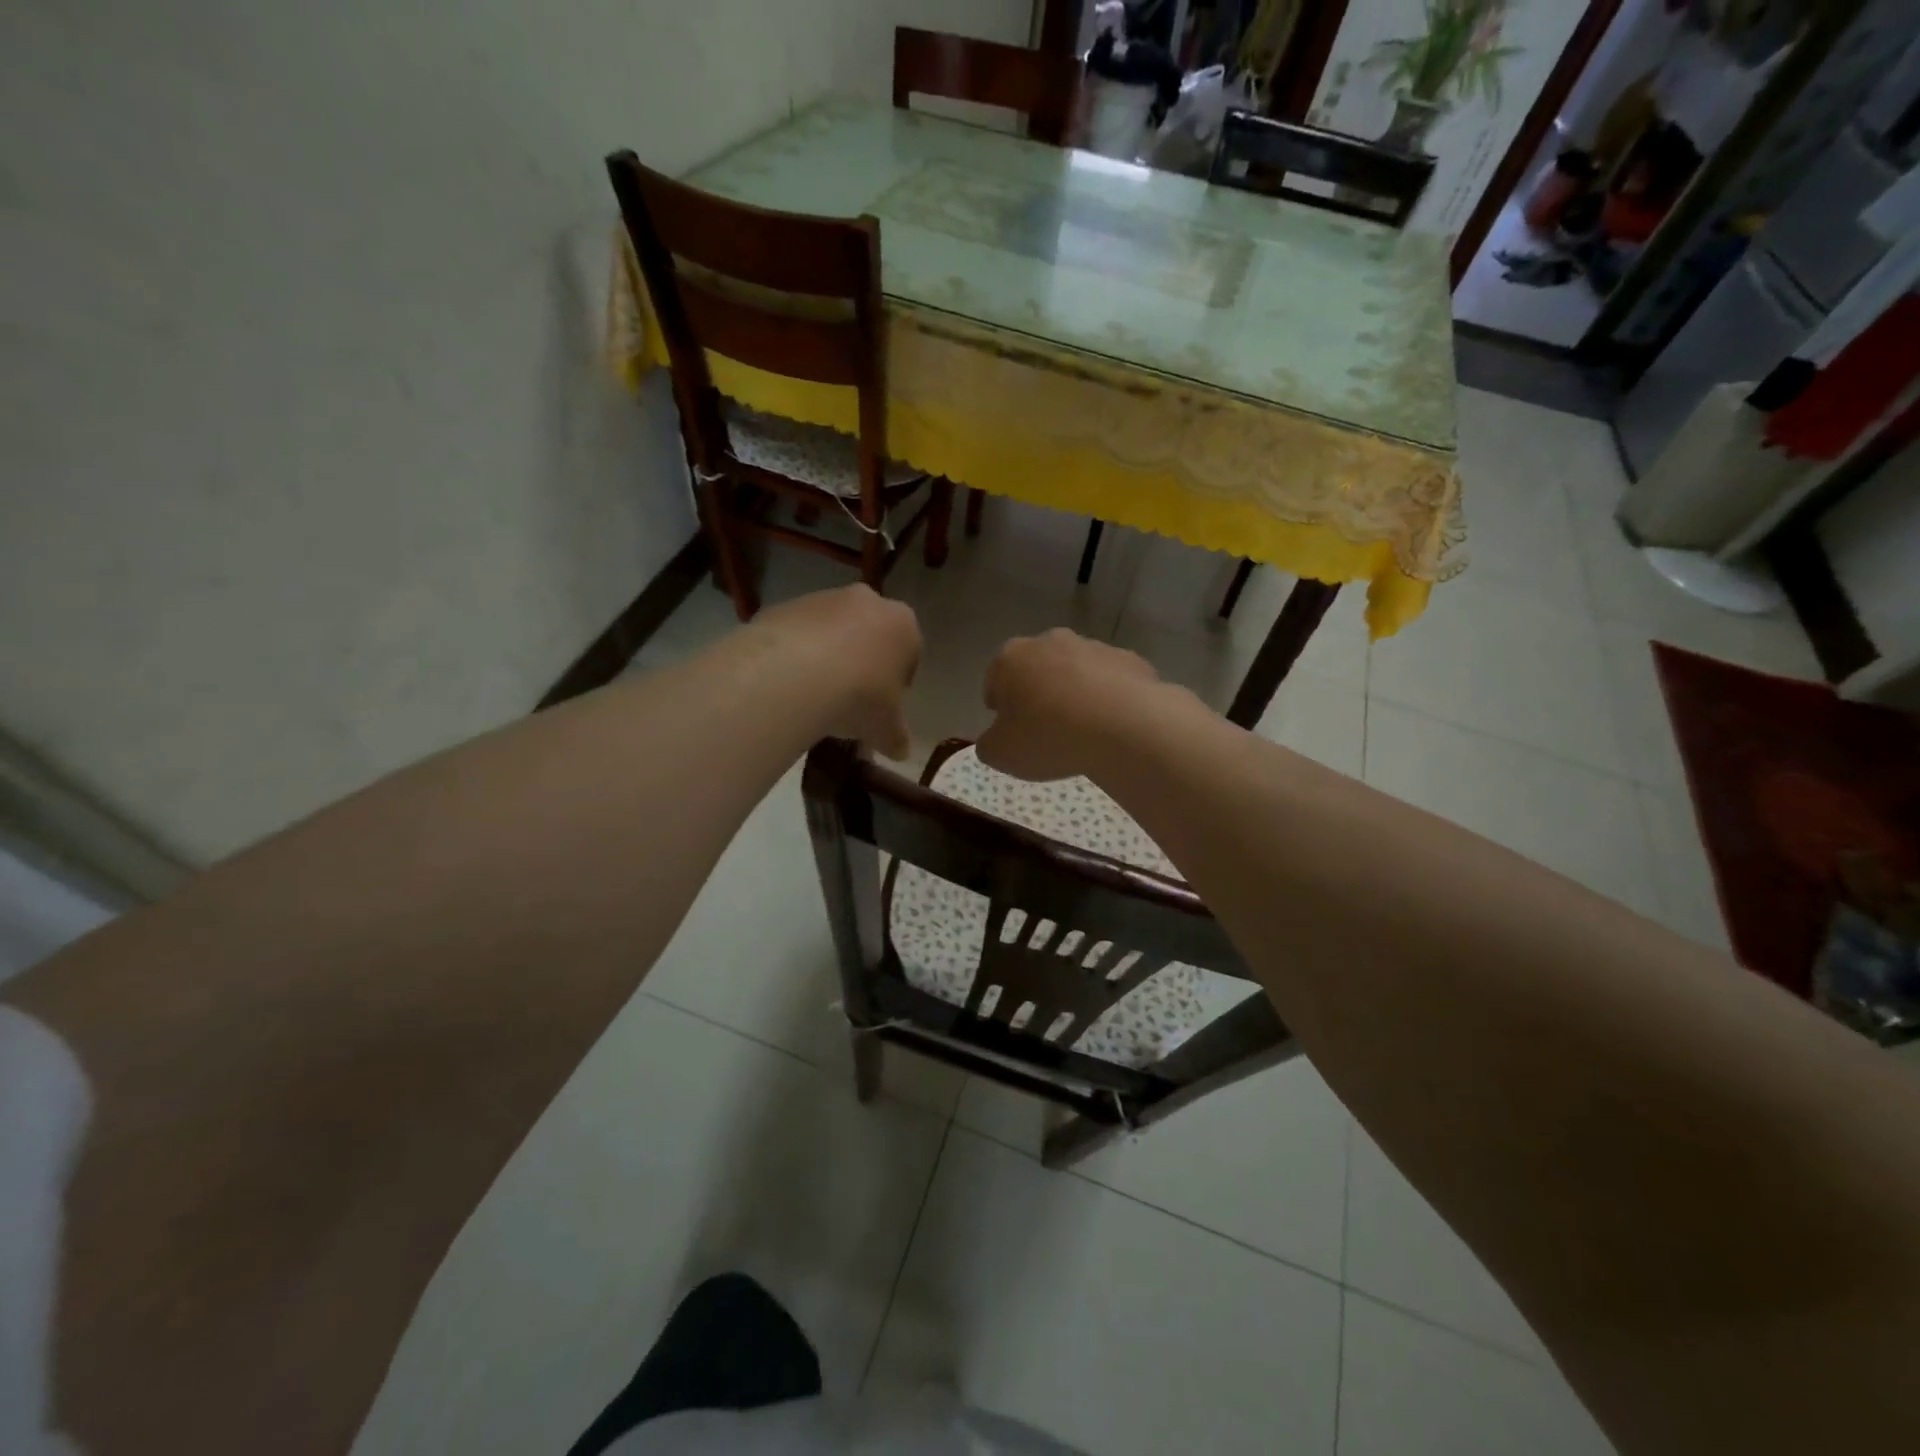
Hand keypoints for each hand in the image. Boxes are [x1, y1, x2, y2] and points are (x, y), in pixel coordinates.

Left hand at [747, 585, 920, 758]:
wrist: (795, 674)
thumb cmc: (860, 697)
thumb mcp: (886, 729)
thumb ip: (896, 737)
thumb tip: (900, 751)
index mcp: (903, 624)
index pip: (909, 652)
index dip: (898, 682)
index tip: (884, 706)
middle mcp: (867, 601)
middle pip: (869, 635)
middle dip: (862, 663)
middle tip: (850, 700)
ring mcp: (823, 599)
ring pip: (831, 631)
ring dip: (827, 657)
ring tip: (814, 697)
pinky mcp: (785, 606)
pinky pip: (796, 634)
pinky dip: (795, 655)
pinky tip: (788, 685)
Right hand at [978, 629, 1161, 780]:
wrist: (1124, 726)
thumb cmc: (1049, 737)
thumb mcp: (1001, 754)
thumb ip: (989, 744)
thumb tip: (995, 738)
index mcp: (1011, 658)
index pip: (995, 680)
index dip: (1000, 707)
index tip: (1010, 730)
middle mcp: (1049, 641)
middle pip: (1036, 668)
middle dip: (1038, 693)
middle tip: (1044, 729)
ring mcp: (1093, 646)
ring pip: (1075, 671)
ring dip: (1074, 693)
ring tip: (1082, 730)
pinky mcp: (1129, 659)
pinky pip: (1110, 681)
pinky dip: (1107, 698)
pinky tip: (1112, 725)